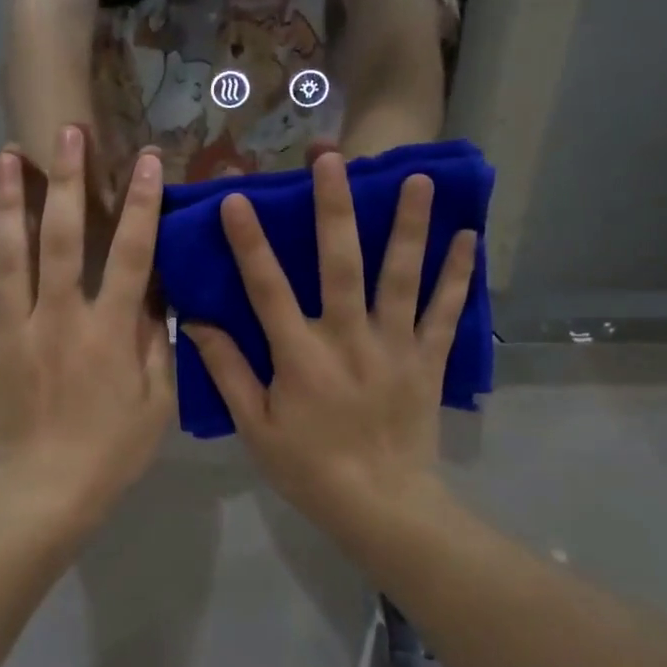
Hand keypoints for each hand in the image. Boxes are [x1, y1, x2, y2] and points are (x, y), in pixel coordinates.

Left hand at [0, 126, 172, 518]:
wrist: (40, 493)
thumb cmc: (109, 451)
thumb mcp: (156, 402)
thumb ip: (156, 342)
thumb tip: (155, 292)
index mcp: (108, 332)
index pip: (129, 255)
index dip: (140, 204)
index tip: (146, 160)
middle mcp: (59, 317)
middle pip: (60, 237)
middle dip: (66, 179)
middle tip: (65, 132)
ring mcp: (14, 327)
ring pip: (9, 252)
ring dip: (9, 199)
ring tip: (7, 155)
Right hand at [184, 154, 475, 518]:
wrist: (382, 506)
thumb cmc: (309, 468)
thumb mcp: (255, 427)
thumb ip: (228, 371)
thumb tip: (198, 323)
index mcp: (301, 356)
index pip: (268, 289)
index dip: (250, 242)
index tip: (238, 198)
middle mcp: (348, 339)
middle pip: (340, 265)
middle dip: (335, 209)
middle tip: (334, 159)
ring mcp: (394, 346)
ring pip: (401, 277)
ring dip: (407, 226)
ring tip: (415, 178)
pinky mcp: (428, 360)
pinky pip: (447, 313)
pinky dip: (458, 276)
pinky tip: (468, 238)